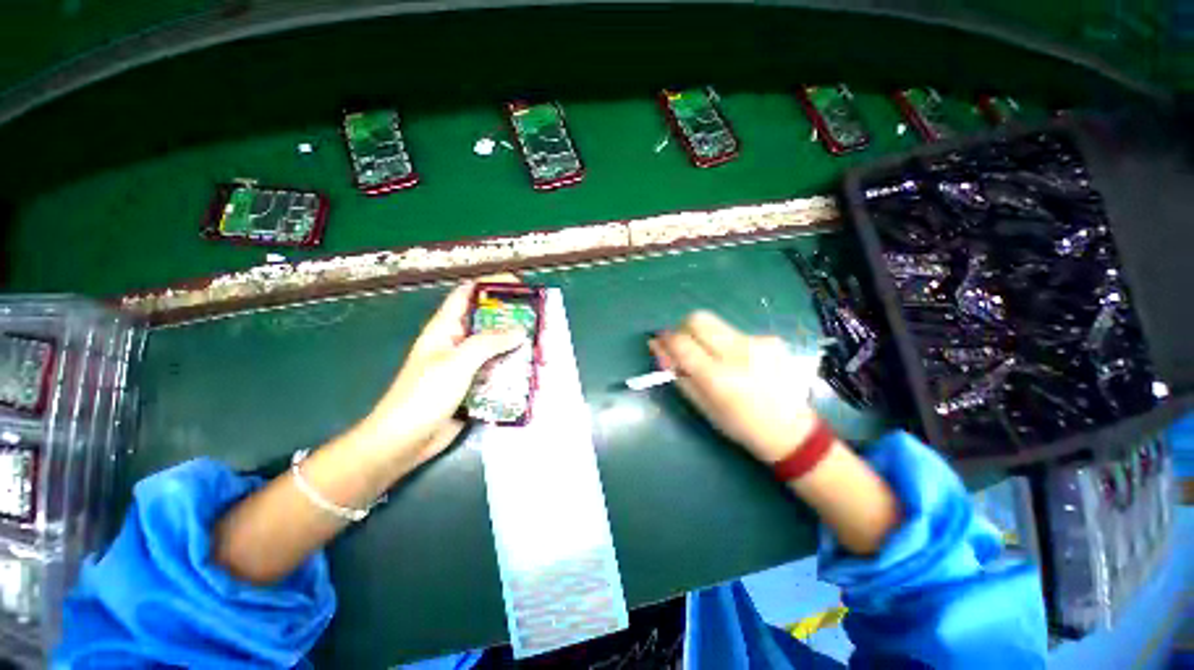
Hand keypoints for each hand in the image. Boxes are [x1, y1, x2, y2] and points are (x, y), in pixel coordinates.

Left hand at [356, 277, 524, 468]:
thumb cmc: (424, 394)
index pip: (468, 293)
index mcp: (445, 327)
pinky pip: (496, 369)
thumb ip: (489, 343)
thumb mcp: (457, 362)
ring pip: (495, 347)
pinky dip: (512, 367)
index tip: (519, 286)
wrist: (405, 440)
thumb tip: (520, 330)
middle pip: (487, 320)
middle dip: (512, 317)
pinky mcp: (473, 384)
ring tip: (539, 344)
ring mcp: (466, 364)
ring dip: (515, 345)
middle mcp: (457, 341)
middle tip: (538, 318)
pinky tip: (530, 370)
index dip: (491, 284)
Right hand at [650, 311, 819, 463]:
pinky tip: (742, 363)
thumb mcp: (700, 404)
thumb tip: (657, 346)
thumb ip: (676, 372)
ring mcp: (758, 342)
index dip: (666, 338)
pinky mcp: (771, 339)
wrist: (790, 430)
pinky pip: (737, 332)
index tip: (662, 341)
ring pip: (717, 324)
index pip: (681, 342)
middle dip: (685, 327)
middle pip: (698, 318)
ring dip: (707, 337)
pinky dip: (729, 344)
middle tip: (686, 345)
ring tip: (718, 359)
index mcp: (717, 377)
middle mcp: (738, 353)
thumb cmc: (738, 424)